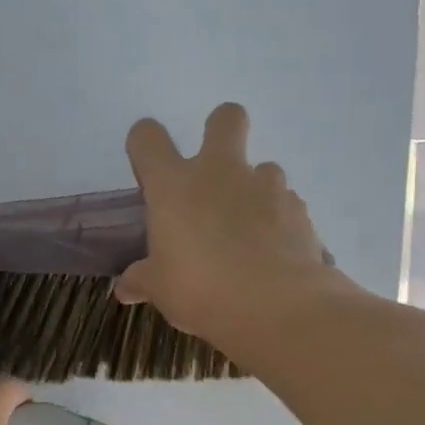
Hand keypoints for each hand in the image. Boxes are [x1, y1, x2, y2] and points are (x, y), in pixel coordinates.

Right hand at [116, 103, 332, 345]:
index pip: (147, 138)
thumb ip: (142, 280)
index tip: (147, 170)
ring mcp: (265, 186)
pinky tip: (273, 253)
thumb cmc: (199, 290)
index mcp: (174, 185)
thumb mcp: (159, 289)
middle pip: (225, 117)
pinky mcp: (299, 209)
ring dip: (253, 190)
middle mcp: (220, 172)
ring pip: (263, 167)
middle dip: (221, 130)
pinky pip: (285, 204)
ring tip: (247, 232)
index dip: (144, 145)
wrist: (274, 306)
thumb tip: (125, 287)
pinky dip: (277, 222)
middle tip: (213, 172)